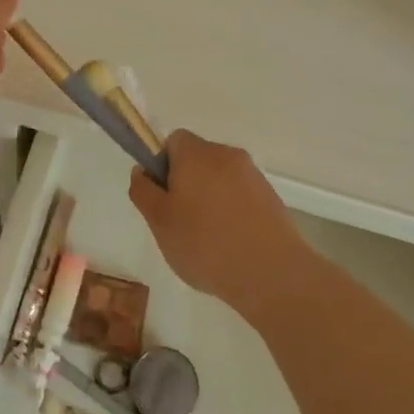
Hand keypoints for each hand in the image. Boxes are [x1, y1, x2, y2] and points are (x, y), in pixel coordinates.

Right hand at [128, 130, 307, 321]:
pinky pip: (241, 196)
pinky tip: (231, 245)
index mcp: (196, 153)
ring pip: (220, 179)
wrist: (271, 272)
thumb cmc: (205, 243)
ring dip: (210, 199)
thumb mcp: (160, 222)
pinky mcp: (271, 198)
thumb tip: (142, 171)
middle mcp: (226, 154)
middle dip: (186, 183)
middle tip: (179, 222)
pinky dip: (232, 212)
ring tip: (207, 240)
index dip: (162, 164)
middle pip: (198, 159)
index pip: (173, 140)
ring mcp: (253, 175)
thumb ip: (144, 192)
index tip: (162, 196)